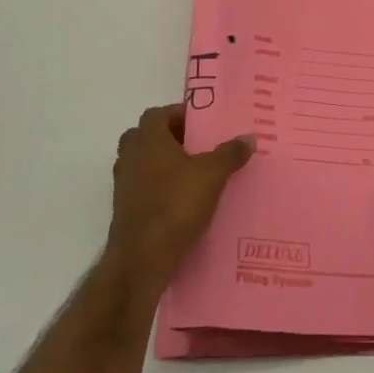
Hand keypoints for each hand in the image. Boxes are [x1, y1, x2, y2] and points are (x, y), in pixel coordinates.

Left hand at [105, 105, 253, 296]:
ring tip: (193, 174)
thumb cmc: (175, 204)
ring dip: (163, 165)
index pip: (157, 114)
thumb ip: (230, 153)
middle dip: (169, 139)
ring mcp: (124, 186)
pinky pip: (143, 189)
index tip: (200, 123)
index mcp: (148, 140)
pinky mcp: (125, 211)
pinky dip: (159, 189)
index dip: (177, 114)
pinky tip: (182, 202)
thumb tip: (249, 137)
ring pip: (142, 164)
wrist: (142, 258)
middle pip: (145, 137)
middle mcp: (131, 158)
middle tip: (196, 146)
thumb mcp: (212, 175)